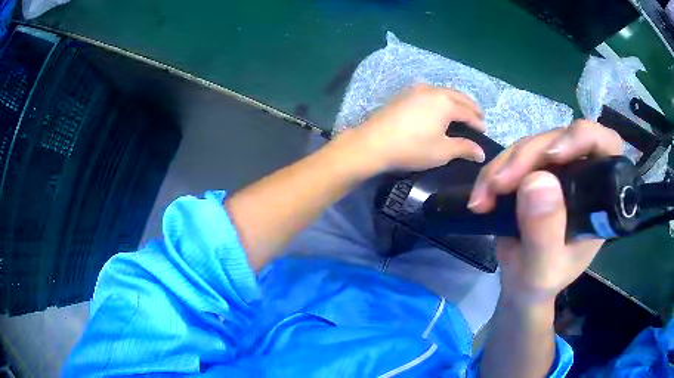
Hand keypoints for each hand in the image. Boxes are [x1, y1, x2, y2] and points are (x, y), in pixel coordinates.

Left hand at [353, 83, 486, 172]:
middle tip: (479, 115)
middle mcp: (433, 90)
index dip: (478, 122)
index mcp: (445, 103)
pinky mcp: (404, 94)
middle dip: (471, 106)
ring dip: (456, 99)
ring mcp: (416, 89)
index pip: (468, 112)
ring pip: (443, 91)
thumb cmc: (412, 148)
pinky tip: (440, 106)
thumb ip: (464, 148)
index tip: (484, 130)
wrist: (373, 142)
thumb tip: (481, 153)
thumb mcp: (442, 151)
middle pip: (458, 96)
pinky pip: (430, 92)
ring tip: (463, 110)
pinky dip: (441, 98)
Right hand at [468, 120, 623, 305]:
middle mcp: (583, 176)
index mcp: (600, 198)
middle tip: (499, 185)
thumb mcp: (543, 269)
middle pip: (560, 140)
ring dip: (504, 166)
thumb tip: (537, 180)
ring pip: (533, 145)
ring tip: (483, 198)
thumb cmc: (540, 282)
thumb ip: (545, 233)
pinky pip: (514, 157)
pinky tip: (481, 196)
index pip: (605, 147)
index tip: (552, 156)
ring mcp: (559, 171)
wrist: (520, 284)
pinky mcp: (536, 171)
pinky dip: (494, 172)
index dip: (583, 138)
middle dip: (528, 157)